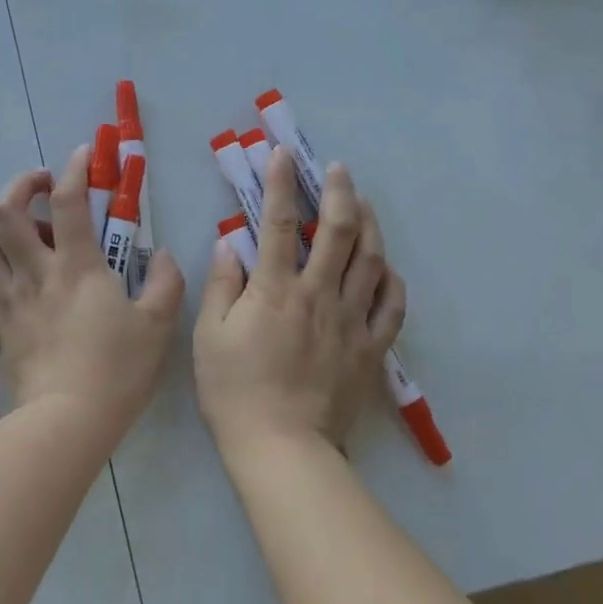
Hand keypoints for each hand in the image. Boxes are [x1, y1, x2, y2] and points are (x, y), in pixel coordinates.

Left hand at [0, 144, 184, 434]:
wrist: (65, 422)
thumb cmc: (116, 370)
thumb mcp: (157, 325)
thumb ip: (166, 282)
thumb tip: (163, 255)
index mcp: (77, 266)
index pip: (66, 200)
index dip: (72, 168)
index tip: (83, 154)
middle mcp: (35, 272)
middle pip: (4, 211)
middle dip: (19, 185)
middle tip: (42, 187)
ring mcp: (9, 298)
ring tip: (25, 235)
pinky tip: (14, 275)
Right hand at [194, 146, 405, 457]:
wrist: (283, 449)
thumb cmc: (236, 391)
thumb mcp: (210, 336)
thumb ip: (221, 285)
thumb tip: (229, 244)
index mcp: (276, 290)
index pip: (280, 224)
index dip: (280, 184)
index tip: (283, 154)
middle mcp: (319, 295)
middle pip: (339, 232)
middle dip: (339, 192)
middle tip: (339, 169)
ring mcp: (351, 321)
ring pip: (371, 261)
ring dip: (370, 226)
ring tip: (365, 204)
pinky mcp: (371, 349)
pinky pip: (391, 307)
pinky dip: (392, 280)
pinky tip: (387, 267)